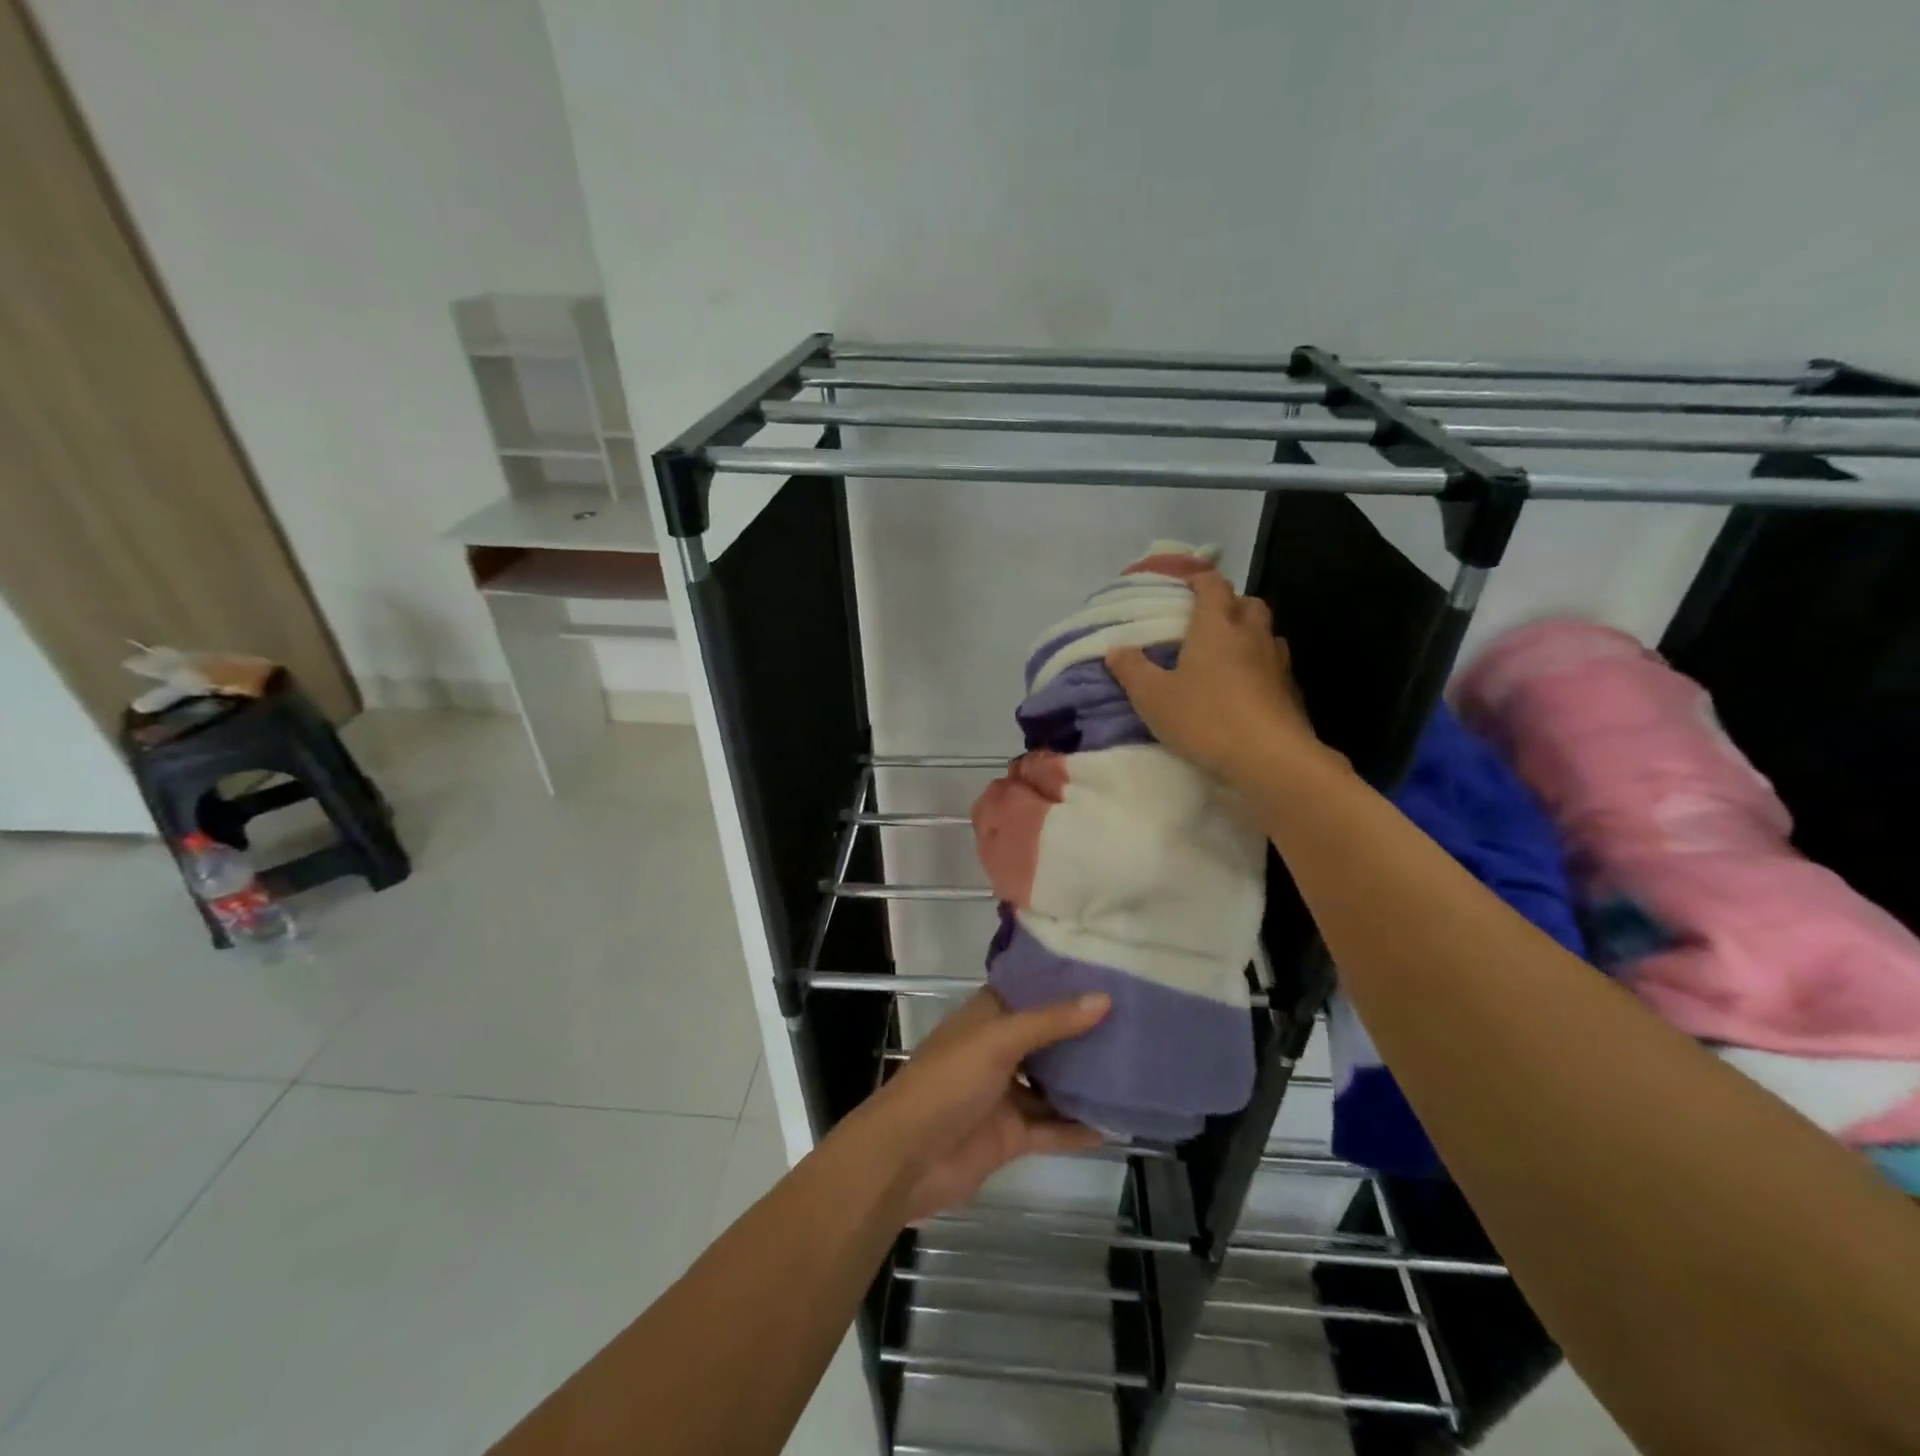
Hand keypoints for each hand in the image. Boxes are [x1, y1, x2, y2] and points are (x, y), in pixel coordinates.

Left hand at [859, 988, 1109, 1223]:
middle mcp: (997, 1049)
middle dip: (1081, 1032)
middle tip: (1133, 1019)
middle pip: (1045, 1037)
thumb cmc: (948, 1082)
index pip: (1028, 990)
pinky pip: (1052, 1127)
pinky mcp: (1011, 1135)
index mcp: (986, 1017)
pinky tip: (1117, 1125)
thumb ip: (1051, 1022)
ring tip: (1133, 1069)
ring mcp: (1003, 1094)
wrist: (907, 1158)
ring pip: (1051, 1083)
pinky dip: (1078, 1127)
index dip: (1061, 981)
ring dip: (1084, 1081)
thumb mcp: (998, 1041)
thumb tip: (1104, 997)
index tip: (1105, 970)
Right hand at [1106, 570, 1320, 788]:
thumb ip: (1132, 670)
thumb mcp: (1153, 697)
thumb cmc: (1205, 718)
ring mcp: (1277, 664)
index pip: (1212, 586)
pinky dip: (1261, 669)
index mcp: (1216, 627)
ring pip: (1266, 634)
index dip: (1199, 578)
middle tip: (1208, 620)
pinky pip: (1275, 668)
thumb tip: (1116, 649)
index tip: (1186, 582)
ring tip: (1227, 655)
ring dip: (1249, 636)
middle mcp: (1251, 636)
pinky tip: (1246, 690)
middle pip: (1248, 603)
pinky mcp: (1291, 694)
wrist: (1270, 759)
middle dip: (1230, 604)